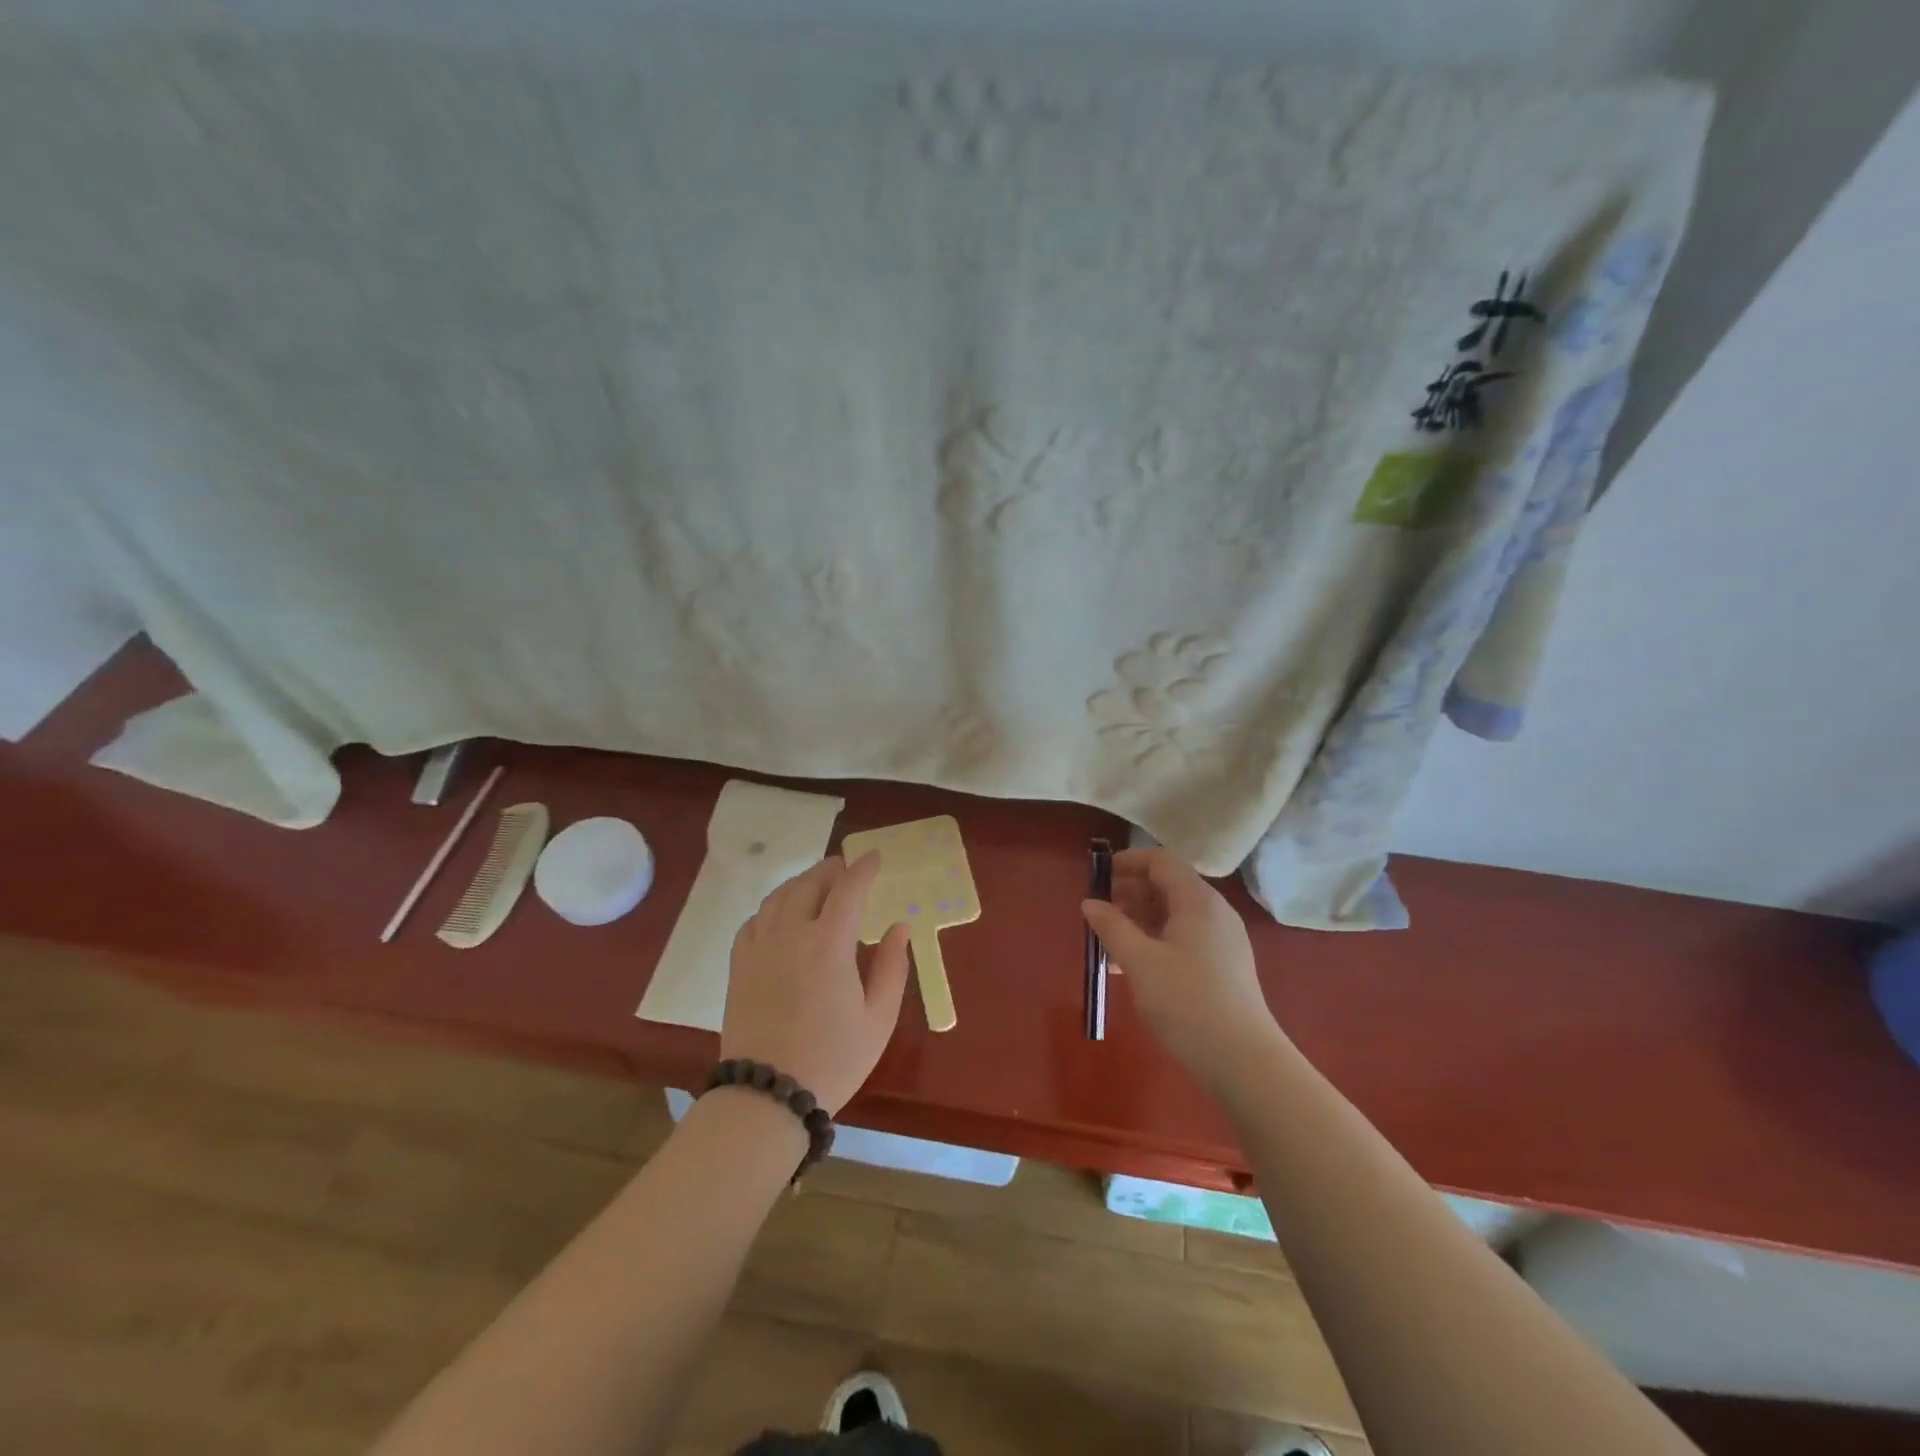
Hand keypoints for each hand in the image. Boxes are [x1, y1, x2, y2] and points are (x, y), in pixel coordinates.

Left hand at [722, 854, 911, 1113]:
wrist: (766, 1096)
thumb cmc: (832, 1060)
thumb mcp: (877, 1019)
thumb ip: (891, 967)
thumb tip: (899, 927)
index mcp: (829, 945)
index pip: (848, 889)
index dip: (863, 868)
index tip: (875, 857)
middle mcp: (791, 935)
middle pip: (809, 883)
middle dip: (832, 869)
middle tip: (848, 868)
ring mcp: (759, 948)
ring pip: (779, 896)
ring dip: (802, 882)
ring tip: (817, 884)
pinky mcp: (739, 966)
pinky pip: (754, 920)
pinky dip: (773, 907)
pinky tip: (782, 916)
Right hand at [1081, 847, 1286, 1084]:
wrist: (1243, 1060)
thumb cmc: (1186, 1001)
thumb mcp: (1139, 961)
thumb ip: (1111, 926)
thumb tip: (1090, 902)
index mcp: (1197, 900)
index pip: (1161, 861)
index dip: (1128, 862)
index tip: (1098, 876)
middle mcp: (1215, 911)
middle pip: (1169, 884)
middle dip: (1131, 891)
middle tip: (1100, 912)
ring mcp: (1224, 939)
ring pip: (1176, 913)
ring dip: (1141, 918)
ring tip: (1111, 941)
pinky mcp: (1225, 965)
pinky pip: (1186, 936)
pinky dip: (1158, 938)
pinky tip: (1136, 965)